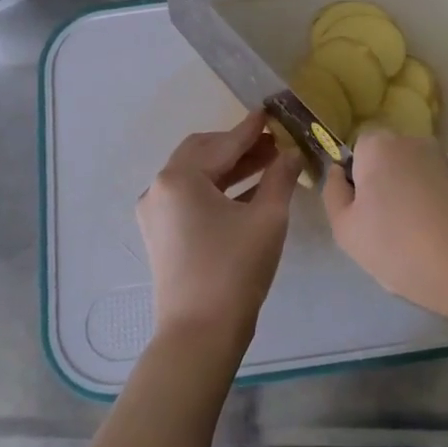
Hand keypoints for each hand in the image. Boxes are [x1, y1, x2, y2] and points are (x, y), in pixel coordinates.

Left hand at [136, 111, 301, 351]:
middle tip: (273, 143)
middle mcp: (159, 188)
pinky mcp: (160, 234)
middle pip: (202, 153)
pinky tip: (247, 193)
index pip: (223, 143)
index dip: (251, 129)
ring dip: (229, 168)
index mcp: (179, 178)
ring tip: (268, 164)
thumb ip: (280, 177)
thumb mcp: (267, 218)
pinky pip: (190, 198)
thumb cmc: (235, 270)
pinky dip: (217, 190)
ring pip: (196, 176)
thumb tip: (291, 153)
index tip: (271, 112)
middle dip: (238, 146)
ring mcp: (155, 213)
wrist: (200, 334)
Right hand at [323, 129, 447, 330]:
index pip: (356, 150)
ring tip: (414, 243)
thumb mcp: (347, 230)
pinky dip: (433, 211)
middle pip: (386, 163)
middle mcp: (413, 142)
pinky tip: (437, 242)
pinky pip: (437, 192)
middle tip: (383, 233)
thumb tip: (339, 173)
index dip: (355, 181)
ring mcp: (445, 161)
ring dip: (408, 202)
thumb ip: (334, 194)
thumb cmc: (401, 246)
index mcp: (379, 145)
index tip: (361, 214)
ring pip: (412, 179)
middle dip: (383, 190)